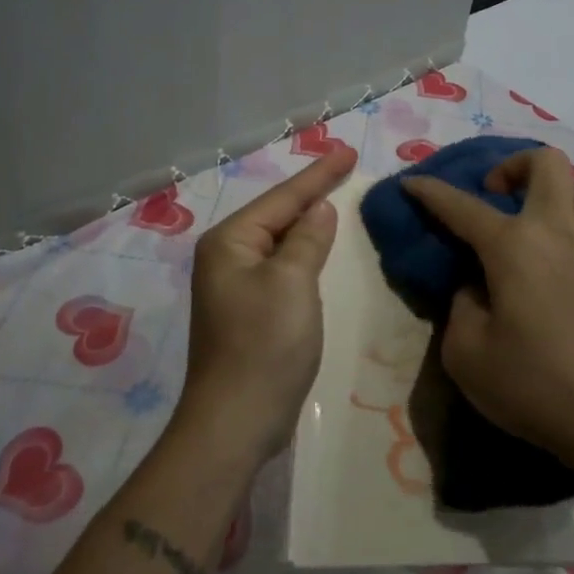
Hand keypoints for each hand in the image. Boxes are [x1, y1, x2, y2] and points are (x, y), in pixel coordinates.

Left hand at [179, 145, 356, 461]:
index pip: (282, 198)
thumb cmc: (264, 345)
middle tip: (344, 166)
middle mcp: (226, 256)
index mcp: (230, 241)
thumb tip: (318, 209)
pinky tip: (319, 246)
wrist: (235, 423)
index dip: (318, 174)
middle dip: (311, 192)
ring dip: (307, 221)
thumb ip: (307, 239)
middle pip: (277, 214)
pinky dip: (303, 252)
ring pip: (279, 241)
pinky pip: (281, 266)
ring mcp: (235, 285)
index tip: (347, 151)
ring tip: (335, 195)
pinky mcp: (249, 310)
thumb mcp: (292, 283)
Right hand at [403, 145, 573, 468]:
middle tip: (493, 196)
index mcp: (514, 247)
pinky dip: (570, 220)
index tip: (410, 182)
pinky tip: (553, 255)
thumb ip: (461, 306)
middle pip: (545, 162)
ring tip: (529, 218)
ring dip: (551, 189)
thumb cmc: (535, 385)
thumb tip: (475, 287)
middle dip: (512, 165)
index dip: (430, 191)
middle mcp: (556, 232)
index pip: (461, 205)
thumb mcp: (467, 354)